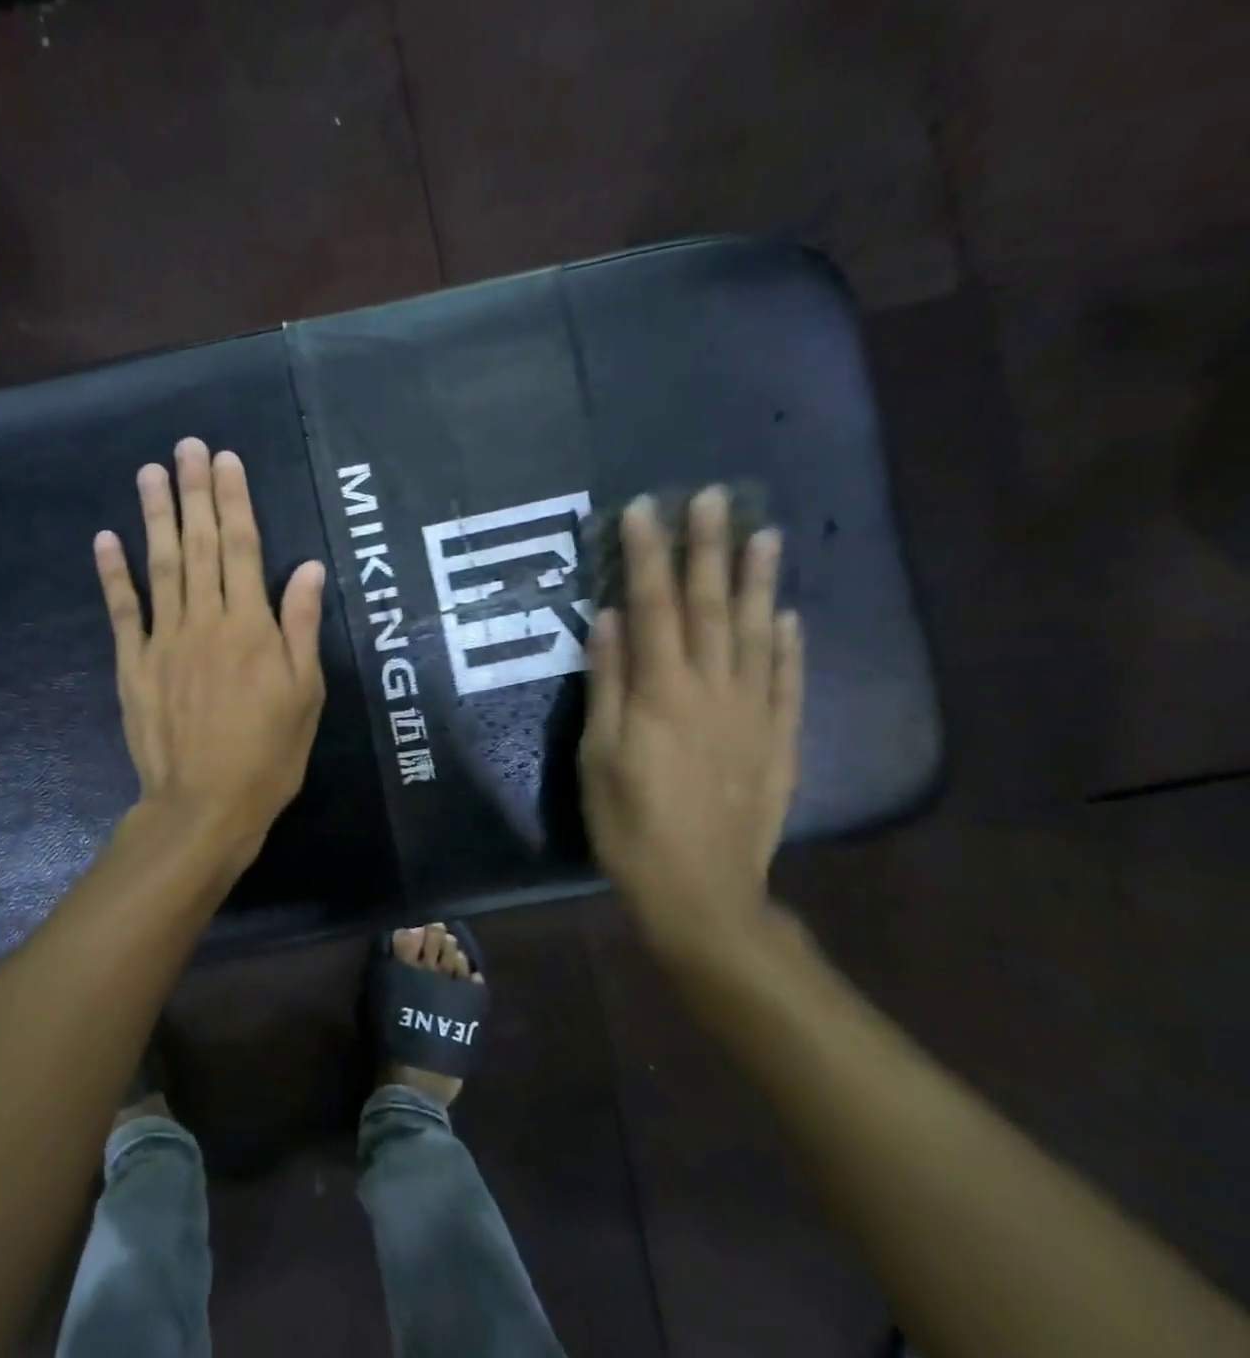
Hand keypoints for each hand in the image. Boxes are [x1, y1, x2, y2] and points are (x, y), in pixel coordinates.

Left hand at [93, 438, 327, 870]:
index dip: (235, 500)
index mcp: (251, 626)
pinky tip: (106, 538)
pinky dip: (114, 574)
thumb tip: (306, 567)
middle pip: (198, 545)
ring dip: (155, 516)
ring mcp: (164, 640)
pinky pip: (123, 611)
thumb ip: (300, 626)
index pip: (242, 548)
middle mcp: (206, 621)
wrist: (205, 805)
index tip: (227, 460)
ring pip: (160, 566)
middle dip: (195, 492)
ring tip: (150, 472)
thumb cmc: (268, 753)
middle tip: (187, 447)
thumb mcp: (304, 693)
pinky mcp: (134, 664)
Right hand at [579, 487, 803, 968]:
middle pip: (710, 607)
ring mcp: (753, 713)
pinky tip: (791, 615)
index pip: (653, 607)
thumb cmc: (630, 823)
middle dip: (708, 549)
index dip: (646, 556)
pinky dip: (791, 644)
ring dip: (760, 582)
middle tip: (714, 498)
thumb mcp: (598, 755)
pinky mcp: (779, 739)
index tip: (645, 510)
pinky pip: (788, 681)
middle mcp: (712, 689)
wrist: (701, 890)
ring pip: (758, 633)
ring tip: (765, 535)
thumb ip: (607, 683)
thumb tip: (608, 619)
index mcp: (661, 692)